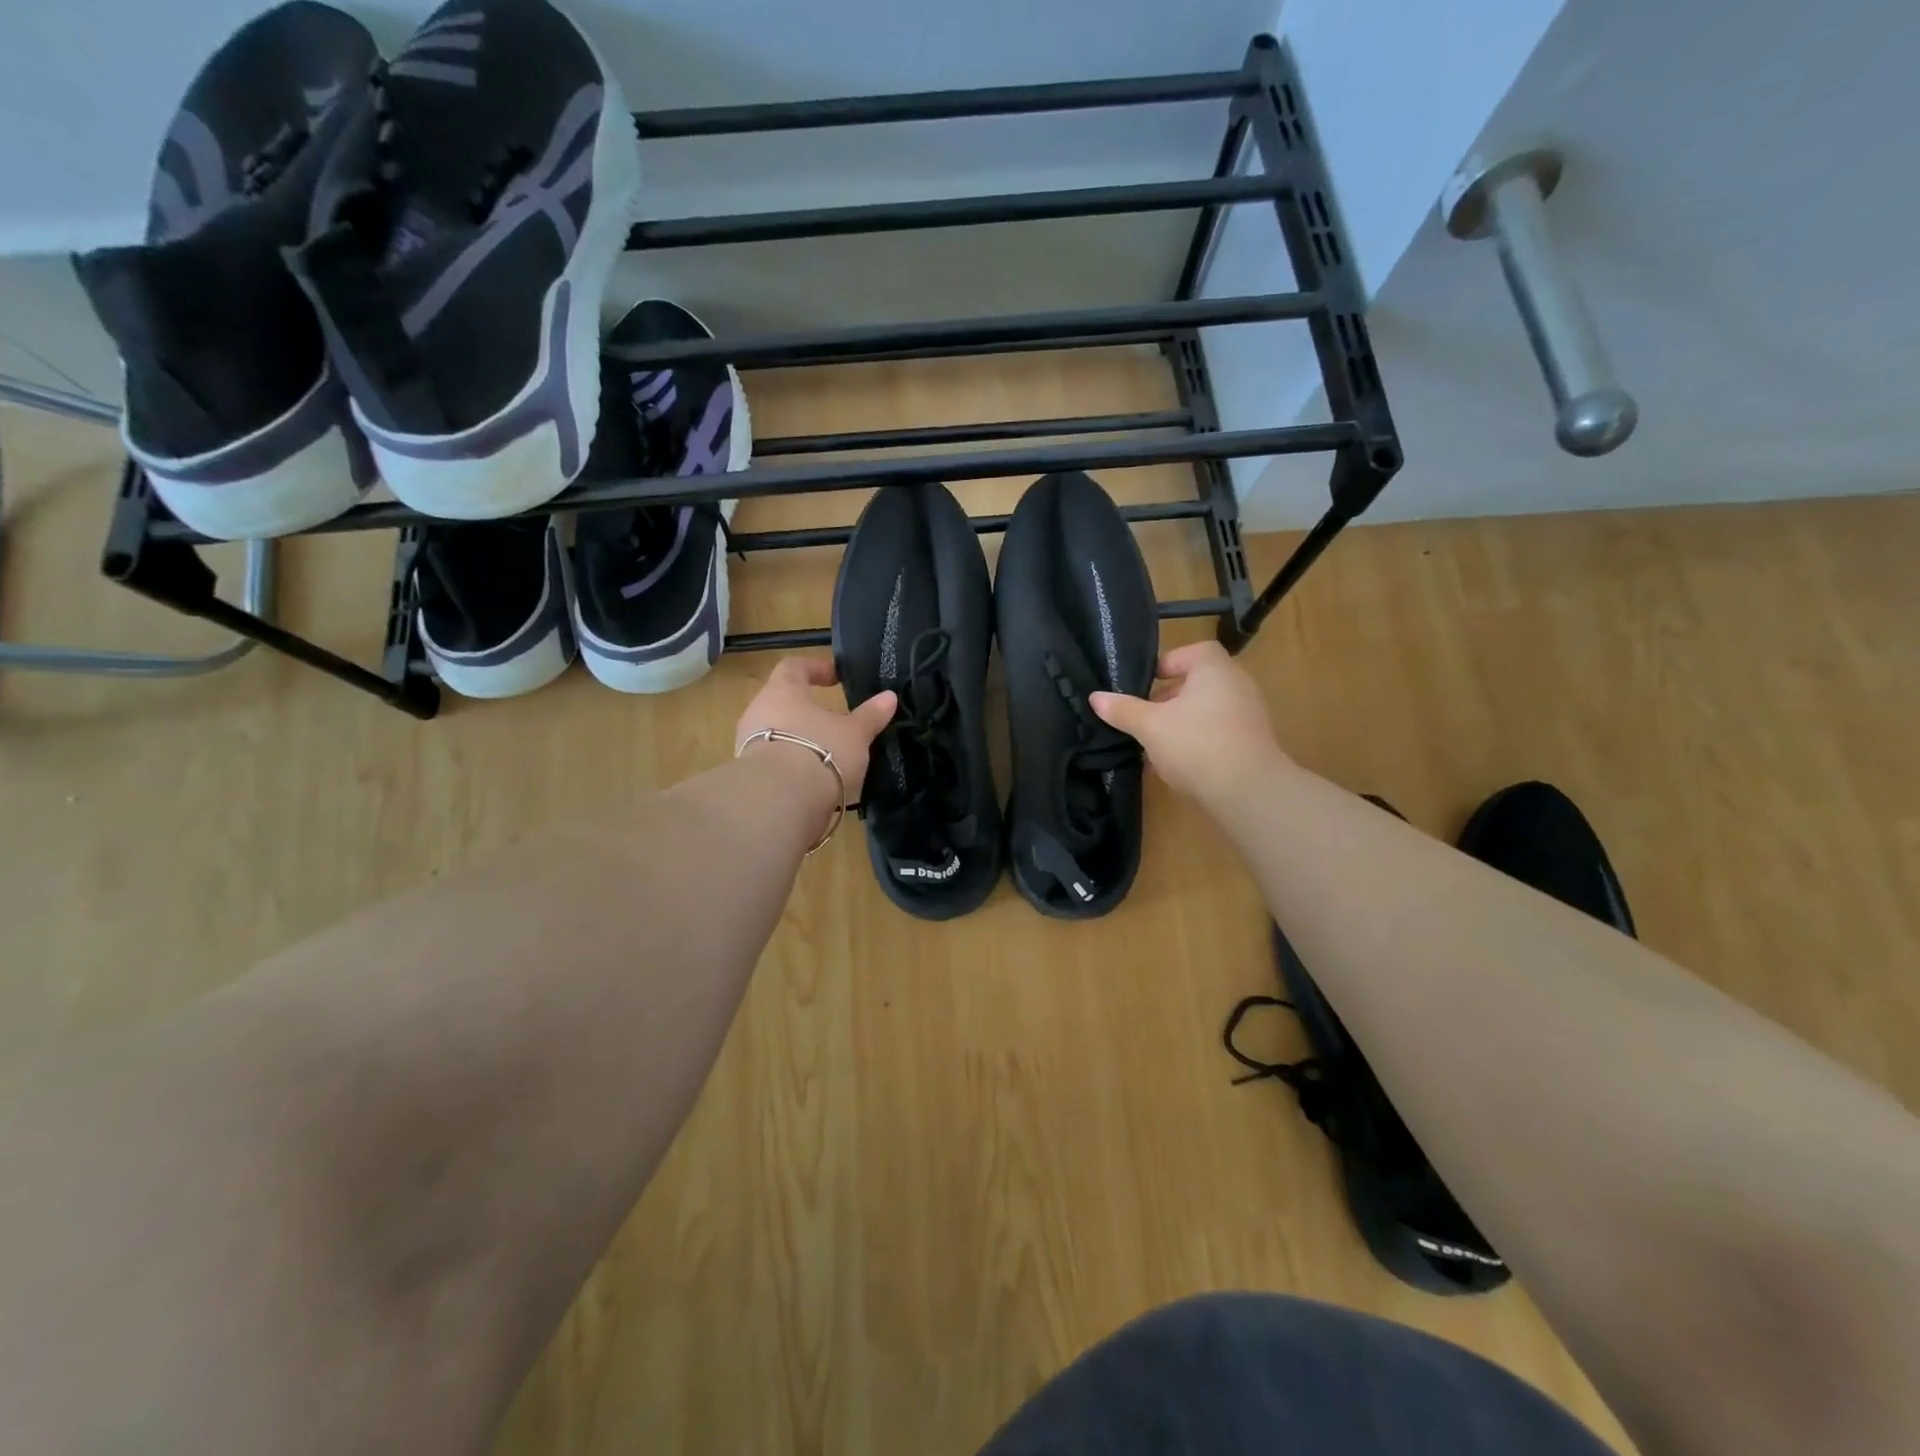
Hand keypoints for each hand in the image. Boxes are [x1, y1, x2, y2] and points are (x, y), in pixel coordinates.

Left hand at [735, 656, 896, 800]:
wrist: (779, 801)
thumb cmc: (820, 750)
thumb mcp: (855, 733)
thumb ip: (871, 715)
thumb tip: (889, 696)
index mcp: (782, 690)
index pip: (794, 667)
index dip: (816, 669)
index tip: (836, 678)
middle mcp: (758, 711)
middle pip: (783, 702)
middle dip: (808, 710)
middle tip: (834, 721)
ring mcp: (747, 744)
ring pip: (777, 733)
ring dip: (799, 740)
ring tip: (828, 754)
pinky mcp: (749, 774)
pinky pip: (773, 761)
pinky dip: (792, 765)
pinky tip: (813, 779)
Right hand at [1091, 641, 1289, 806]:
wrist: (1248, 791)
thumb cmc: (1195, 744)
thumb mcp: (1150, 726)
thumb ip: (1124, 710)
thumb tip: (1095, 697)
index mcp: (1215, 670)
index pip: (1195, 651)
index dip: (1169, 663)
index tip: (1147, 684)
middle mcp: (1238, 686)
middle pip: (1199, 682)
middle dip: (1169, 698)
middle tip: (1144, 716)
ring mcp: (1250, 716)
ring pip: (1207, 710)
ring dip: (1181, 723)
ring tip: (1155, 744)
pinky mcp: (1253, 744)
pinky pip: (1219, 733)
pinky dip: (1198, 742)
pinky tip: (1176, 765)